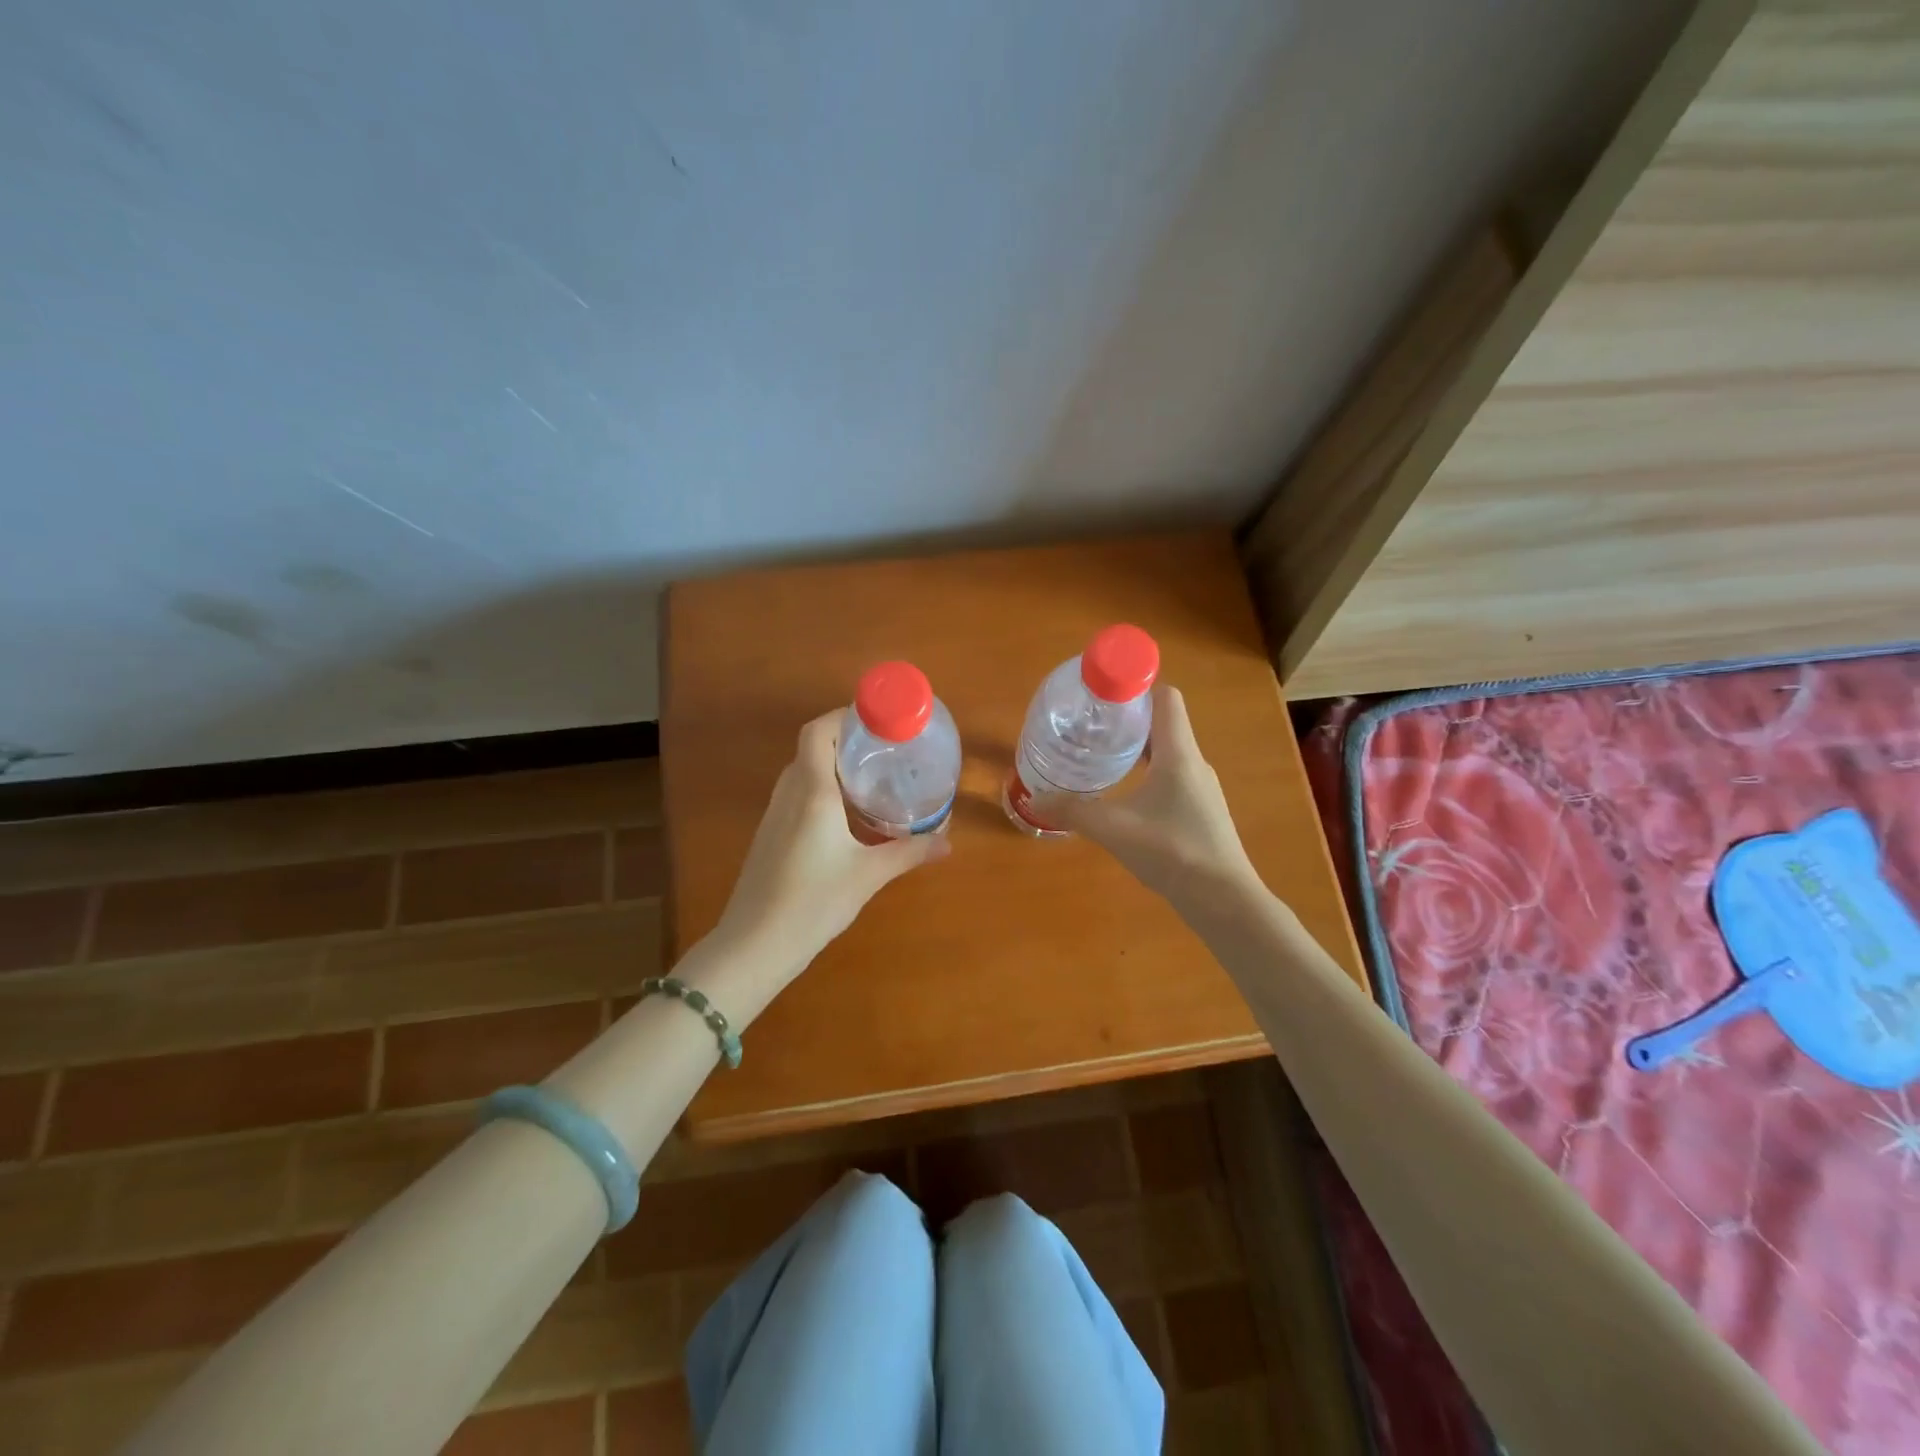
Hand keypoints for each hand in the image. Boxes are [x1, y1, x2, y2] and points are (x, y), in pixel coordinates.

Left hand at [711, 710, 950, 989]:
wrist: (755, 945)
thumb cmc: (813, 901)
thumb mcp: (869, 875)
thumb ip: (909, 853)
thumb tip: (948, 843)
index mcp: (812, 792)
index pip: (818, 732)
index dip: (843, 717)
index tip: (877, 722)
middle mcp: (789, 794)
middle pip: (812, 748)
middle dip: (846, 742)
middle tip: (885, 751)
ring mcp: (774, 815)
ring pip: (802, 773)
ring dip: (832, 767)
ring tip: (871, 779)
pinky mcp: (770, 836)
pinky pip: (797, 796)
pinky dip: (821, 791)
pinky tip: (846, 817)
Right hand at [1036, 684, 1260, 911]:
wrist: (1223, 900)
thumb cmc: (1172, 851)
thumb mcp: (1114, 828)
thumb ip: (1073, 811)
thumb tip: (1037, 798)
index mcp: (1178, 753)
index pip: (1165, 699)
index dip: (1137, 687)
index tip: (1104, 693)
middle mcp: (1194, 763)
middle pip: (1163, 724)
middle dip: (1128, 720)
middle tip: (1092, 725)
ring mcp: (1201, 789)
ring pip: (1167, 754)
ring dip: (1137, 749)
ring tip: (1102, 756)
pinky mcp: (1201, 812)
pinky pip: (1172, 778)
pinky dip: (1147, 774)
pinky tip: (1125, 795)